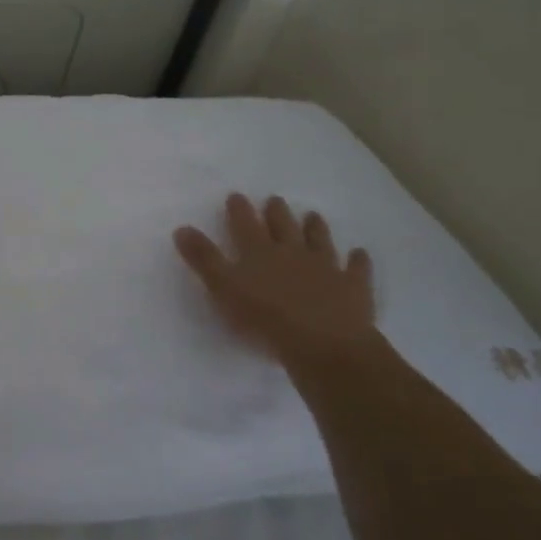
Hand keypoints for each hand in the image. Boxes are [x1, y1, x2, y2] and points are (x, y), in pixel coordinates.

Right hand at [174, 193, 376, 362]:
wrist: (322, 343)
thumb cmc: (264, 318)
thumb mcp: (223, 288)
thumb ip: (204, 259)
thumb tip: (181, 228)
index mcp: (259, 252)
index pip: (245, 224)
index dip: (239, 210)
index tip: (236, 196)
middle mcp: (292, 252)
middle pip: (283, 226)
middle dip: (277, 212)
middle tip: (274, 200)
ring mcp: (326, 267)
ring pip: (319, 240)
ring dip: (315, 228)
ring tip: (313, 215)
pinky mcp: (352, 287)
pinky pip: (356, 269)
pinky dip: (357, 260)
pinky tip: (359, 253)